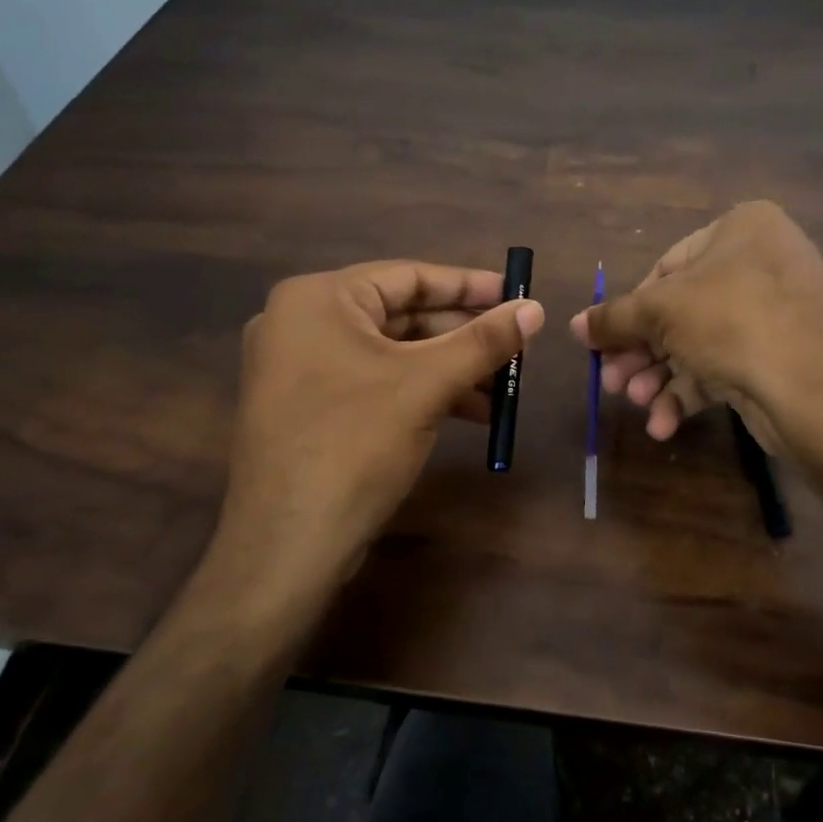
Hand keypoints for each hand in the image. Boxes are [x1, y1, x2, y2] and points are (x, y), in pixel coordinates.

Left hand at [225, 261, 543, 572]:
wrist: (287, 544)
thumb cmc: (354, 444)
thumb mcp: (427, 385)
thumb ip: (483, 342)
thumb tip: (535, 308)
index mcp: (317, 299)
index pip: (408, 276)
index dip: (469, 286)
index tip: (517, 296)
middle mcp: (302, 323)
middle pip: (402, 315)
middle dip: (463, 337)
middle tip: (516, 348)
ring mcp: (301, 368)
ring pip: (393, 354)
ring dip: (450, 369)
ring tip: (503, 391)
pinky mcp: (310, 407)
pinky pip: (376, 383)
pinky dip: (422, 392)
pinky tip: (469, 413)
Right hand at [570, 202, 822, 459]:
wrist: (817, 392)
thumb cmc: (733, 323)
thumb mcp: (662, 312)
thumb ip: (614, 318)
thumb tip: (575, 325)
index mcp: (742, 229)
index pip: (666, 266)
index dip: (629, 310)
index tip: (603, 343)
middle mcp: (762, 262)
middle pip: (679, 311)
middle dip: (641, 353)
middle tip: (611, 384)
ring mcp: (775, 312)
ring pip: (698, 343)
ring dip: (660, 377)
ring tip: (637, 404)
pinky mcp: (779, 357)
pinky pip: (724, 366)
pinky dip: (690, 393)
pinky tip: (664, 425)